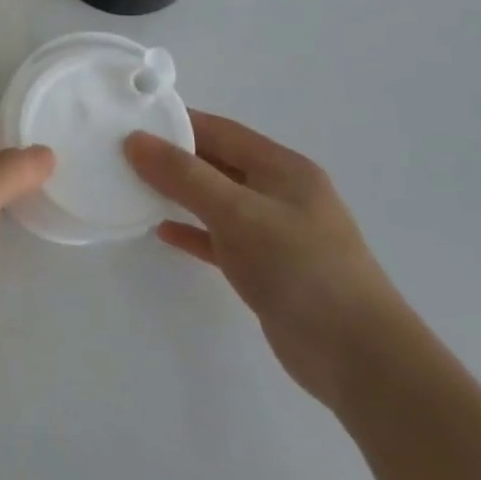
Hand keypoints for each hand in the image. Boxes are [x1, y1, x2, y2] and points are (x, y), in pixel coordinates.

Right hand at [126, 114, 409, 408]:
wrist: (359, 359)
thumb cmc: (301, 269)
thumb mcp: (237, 213)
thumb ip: (184, 176)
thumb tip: (134, 140)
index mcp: (283, 168)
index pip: (221, 131)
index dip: (176, 123)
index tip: (130, 120)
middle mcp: (281, 193)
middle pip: (217, 163)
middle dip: (173, 157)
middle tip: (122, 153)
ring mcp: (276, 233)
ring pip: (216, 201)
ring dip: (178, 194)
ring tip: (132, 187)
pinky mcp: (267, 269)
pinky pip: (219, 238)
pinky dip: (192, 231)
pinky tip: (161, 231)